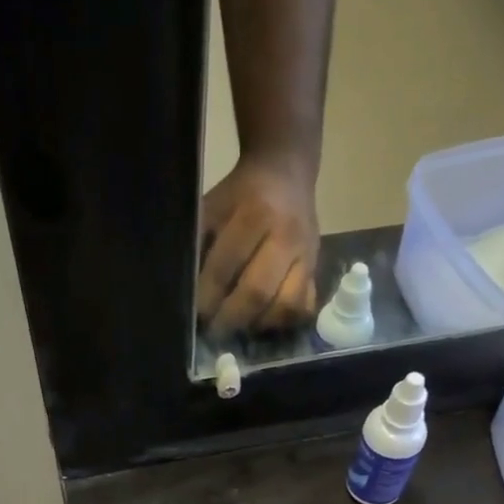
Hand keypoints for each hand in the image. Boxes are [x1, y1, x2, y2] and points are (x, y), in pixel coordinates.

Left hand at [197, 154, 321, 333]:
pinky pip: (303, 307)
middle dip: (231, 318)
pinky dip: (283, 321)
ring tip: (240, 327)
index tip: (196, 314)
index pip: (226, 267)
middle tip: (215, 331)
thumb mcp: (212, 207)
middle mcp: (286, 236)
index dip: (208, 297)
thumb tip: (187, 290)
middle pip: (257, 292)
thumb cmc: (240, 194)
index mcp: (255, 214)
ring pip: (286, 305)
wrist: (286, 172)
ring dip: (259, 324)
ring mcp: (306, 255)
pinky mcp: (317, 268)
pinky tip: (264, 320)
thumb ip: (199, 244)